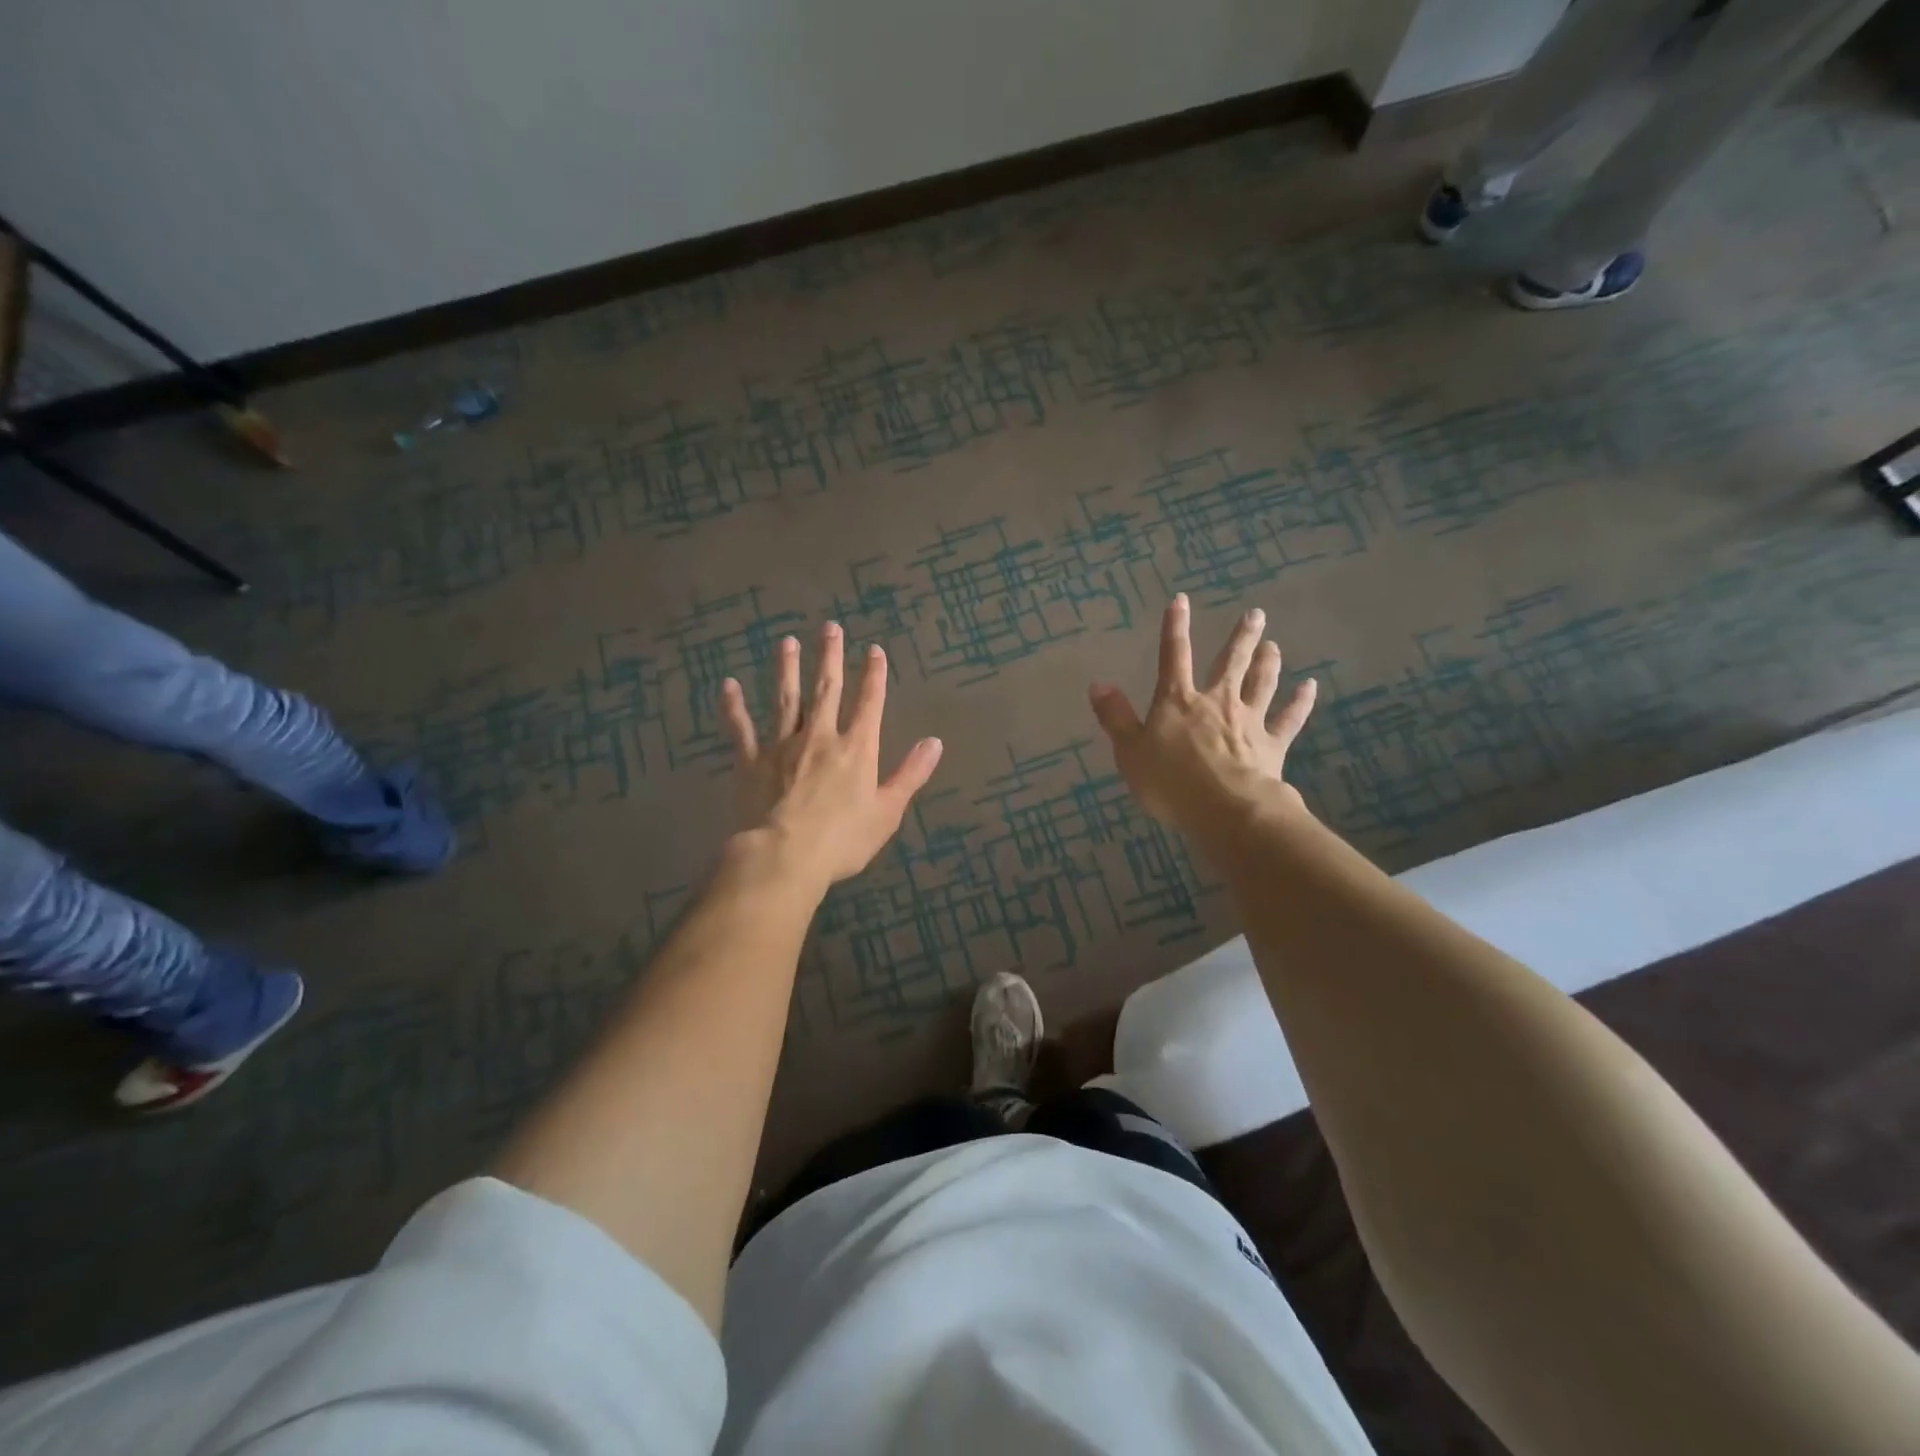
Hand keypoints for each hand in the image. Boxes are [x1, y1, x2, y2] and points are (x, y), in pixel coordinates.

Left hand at [720, 622, 943, 888]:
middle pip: (827, 690)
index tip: (874, 650)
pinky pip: (741, 728)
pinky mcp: (751, 761)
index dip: (873, 676)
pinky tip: (728, 685)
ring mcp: (781, 746)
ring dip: (787, 669)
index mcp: (856, 749)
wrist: (784, 856)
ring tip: (787, 642)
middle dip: (830, 658)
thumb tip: (935, 742)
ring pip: (786, 699)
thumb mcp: (887, 811)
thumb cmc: (842, 840)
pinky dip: (734, 707)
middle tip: (829, 627)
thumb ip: (910, 774)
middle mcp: (819, 737)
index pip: (869, 704)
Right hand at [1089, 595, 1315, 836]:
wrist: (1226, 810)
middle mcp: (1217, 702)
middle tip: (1255, 614)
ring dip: (1267, 662)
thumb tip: (1099, 684)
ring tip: (1273, 644)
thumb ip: (1115, 717)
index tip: (1181, 600)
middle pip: (1230, 663)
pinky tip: (1310, 687)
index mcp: (1178, 701)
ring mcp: (1248, 721)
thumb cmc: (1170, 782)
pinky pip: (1289, 719)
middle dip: (1241, 637)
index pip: (1174, 656)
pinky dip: (1300, 703)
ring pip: (1261, 684)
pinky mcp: (1272, 744)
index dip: (1175, 627)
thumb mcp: (1130, 752)